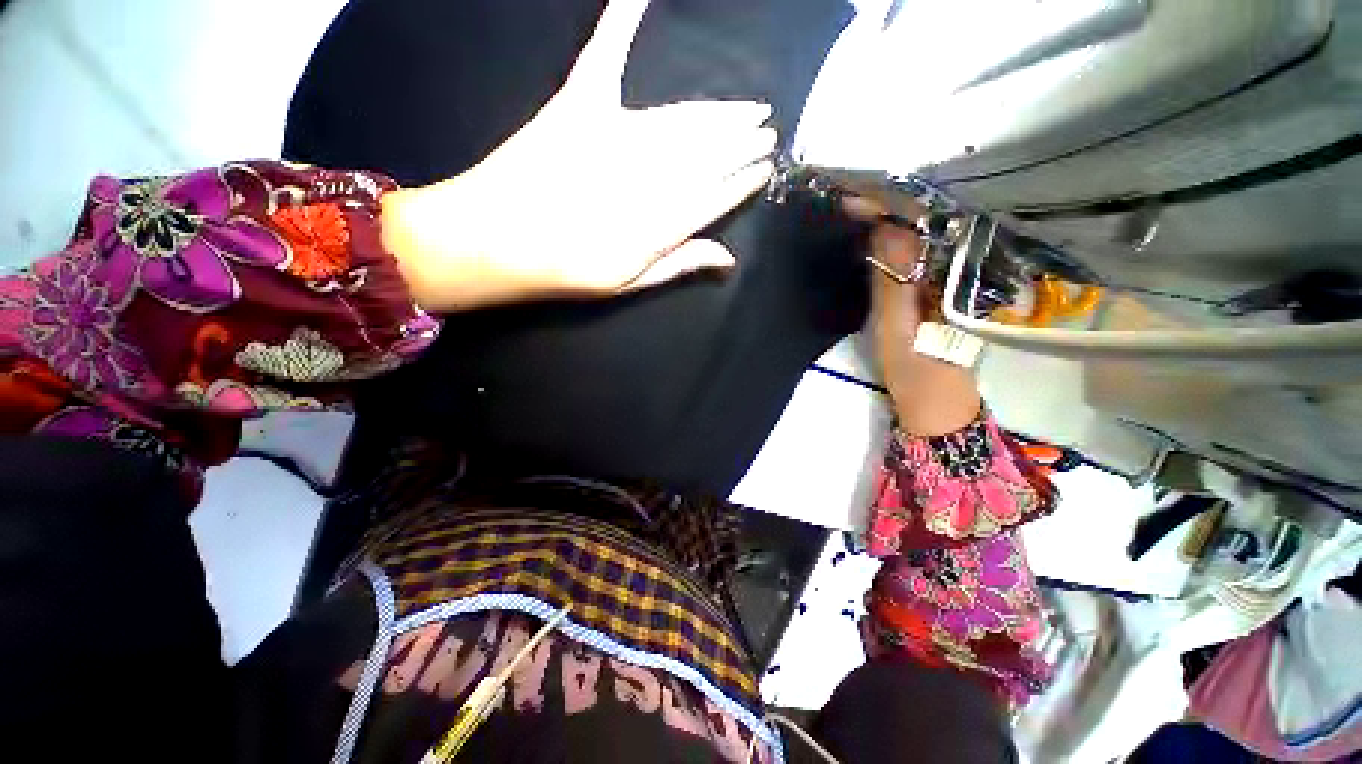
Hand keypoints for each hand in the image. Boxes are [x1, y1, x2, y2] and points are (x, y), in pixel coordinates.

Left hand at [384, 0, 775, 311]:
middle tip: (767, 131)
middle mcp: (648, 175)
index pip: (716, 197)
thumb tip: (728, 257)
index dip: (743, 182)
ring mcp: (614, 134)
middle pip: (708, 155)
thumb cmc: (565, 271)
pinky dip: (622, 18)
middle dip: (742, 143)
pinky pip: (605, 53)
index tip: (765, 169)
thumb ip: (679, 264)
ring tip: (749, 110)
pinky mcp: (579, 104)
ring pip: (683, 120)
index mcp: (659, 224)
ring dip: (720, 114)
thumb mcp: (629, 282)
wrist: (494, 240)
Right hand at [849, 198, 981, 435]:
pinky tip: (875, 236)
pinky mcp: (935, 290)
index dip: (892, 207)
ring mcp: (948, 278)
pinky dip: (894, 243)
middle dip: (890, 206)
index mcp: (955, 274)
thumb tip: (886, 228)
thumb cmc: (917, 372)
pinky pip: (916, 256)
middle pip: (927, 225)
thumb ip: (893, 282)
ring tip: (858, 206)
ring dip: (891, 221)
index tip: (856, 197)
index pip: (927, 225)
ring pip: (922, 238)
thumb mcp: (897, 329)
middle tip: (850, 196)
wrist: (936, 405)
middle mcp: (959, 268)